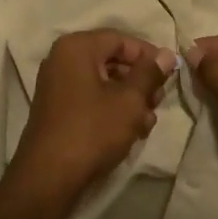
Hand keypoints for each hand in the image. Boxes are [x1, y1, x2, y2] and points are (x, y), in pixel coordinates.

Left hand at [0, 29, 174, 218]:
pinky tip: (131, 131)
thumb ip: (149, 73)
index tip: (169, 74)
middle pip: (112, 60)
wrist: (48, 179)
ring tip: (147, 123)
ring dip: (129, 99)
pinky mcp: (57, 109)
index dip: (148, 55)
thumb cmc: (92, 131)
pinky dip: (111, 109)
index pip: (121, 39)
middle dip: (139, 81)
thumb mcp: (129, 101)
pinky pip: (91, 98)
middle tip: (158, 101)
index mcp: (77, 47)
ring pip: (104, 82)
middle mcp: (62, 59)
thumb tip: (167, 54)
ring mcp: (57, 85)